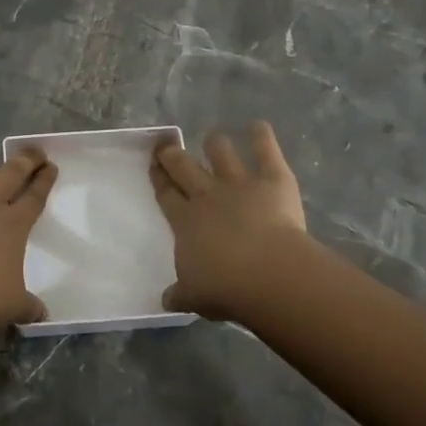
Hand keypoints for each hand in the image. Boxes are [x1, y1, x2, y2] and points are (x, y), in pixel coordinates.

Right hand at [150, 121, 305, 320]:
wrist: (267, 274)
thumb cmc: (225, 288)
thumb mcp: (195, 296)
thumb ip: (180, 294)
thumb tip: (166, 300)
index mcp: (185, 222)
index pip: (167, 195)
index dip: (159, 179)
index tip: (153, 165)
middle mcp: (207, 196)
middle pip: (184, 167)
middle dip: (173, 154)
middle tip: (167, 146)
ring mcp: (239, 184)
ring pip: (221, 153)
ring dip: (216, 145)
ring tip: (214, 140)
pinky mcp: (272, 180)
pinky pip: (266, 152)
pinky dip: (262, 136)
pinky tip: (259, 126)